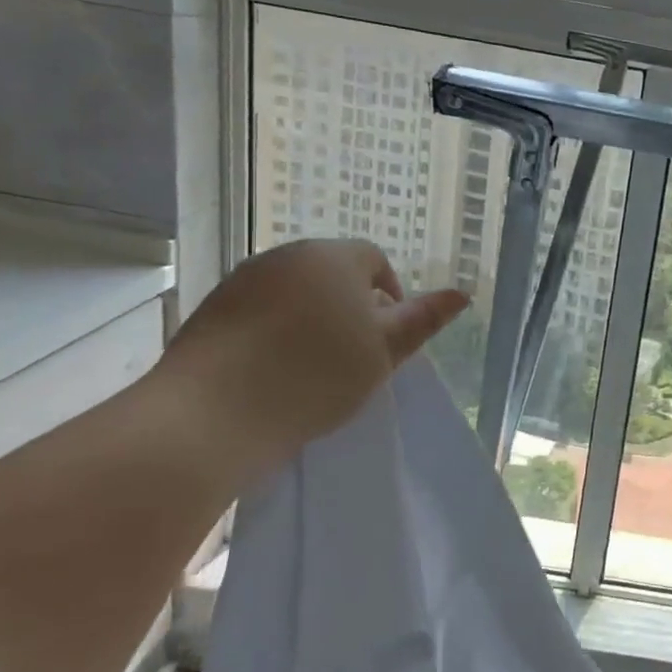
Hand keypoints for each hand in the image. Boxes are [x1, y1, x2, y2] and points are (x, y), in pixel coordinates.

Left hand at [154, 239, 468, 465]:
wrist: (210, 415)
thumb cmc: (314, 376)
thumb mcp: (383, 352)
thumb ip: (423, 320)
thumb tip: (461, 294)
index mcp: (334, 257)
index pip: (374, 261)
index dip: (389, 297)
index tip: (385, 340)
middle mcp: (286, 256)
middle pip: (332, 273)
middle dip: (349, 307)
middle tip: (354, 356)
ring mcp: (242, 281)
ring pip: (294, 293)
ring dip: (310, 320)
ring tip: (311, 368)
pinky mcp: (209, 309)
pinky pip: (258, 312)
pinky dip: (272, 333)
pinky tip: (271, 372)